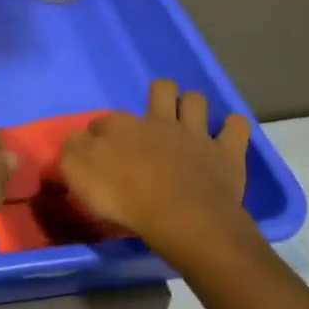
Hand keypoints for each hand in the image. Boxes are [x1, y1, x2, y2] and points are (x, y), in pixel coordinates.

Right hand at [59, 80, 260, 255]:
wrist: (180, 218)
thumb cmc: (125, 199)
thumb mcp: (79, 176)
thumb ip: (73, 152)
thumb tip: (76, 139)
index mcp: (121, 127)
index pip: (104, 120)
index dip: (100, 132)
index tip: (97, 149)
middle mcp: (158, 121)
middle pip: (160, 90)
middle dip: (158, 95)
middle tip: (153, 117)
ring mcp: (195, 135)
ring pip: (196, 101)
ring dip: (193, 106)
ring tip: (189, 121)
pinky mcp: (226, 153)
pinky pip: (235, 127)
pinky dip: (232, 127)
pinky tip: (227, 134)